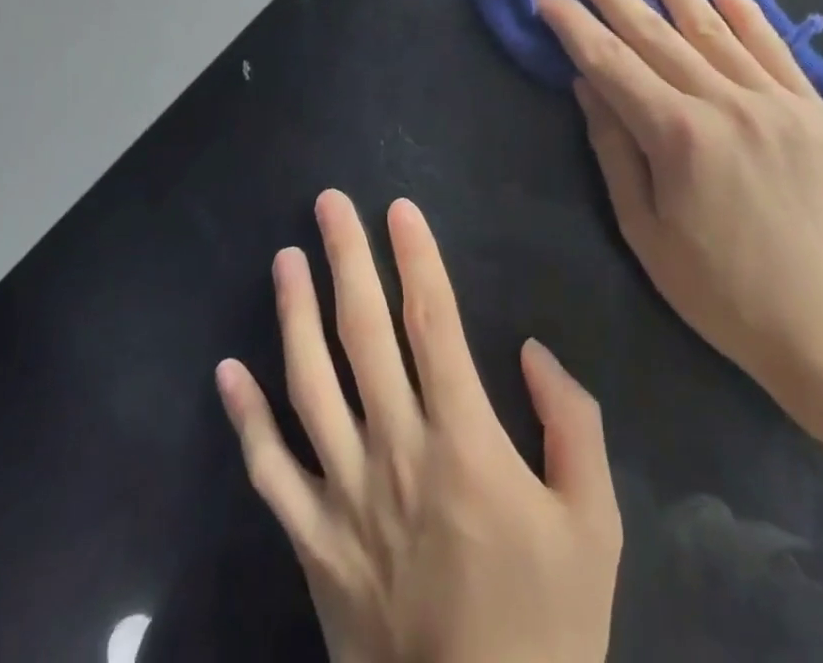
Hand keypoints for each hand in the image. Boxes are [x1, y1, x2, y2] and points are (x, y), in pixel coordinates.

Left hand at [216, 191, 621, 662]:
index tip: (398, 209)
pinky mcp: (312, 543)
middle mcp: (395, 451)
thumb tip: (532, 351)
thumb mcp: (595, 525)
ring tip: (285, 257)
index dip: (416, 258)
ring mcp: (344, 496)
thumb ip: (572, 425)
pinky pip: (268, 472)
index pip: (433, 323)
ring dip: (294, 314)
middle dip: (346, 258)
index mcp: (464, 442)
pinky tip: (227, 370)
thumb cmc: (546, 627)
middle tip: (327, 202)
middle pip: (364, 333)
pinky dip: (245, 418)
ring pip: (309, 384)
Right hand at [534, 0, 822, 406]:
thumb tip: (586, 83)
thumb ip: (614, 148)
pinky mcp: (817, 111)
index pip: (610, 62)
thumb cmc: (719, 290)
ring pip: (714, 29)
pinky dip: (747, 16)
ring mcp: (778, 102)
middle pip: (654, 33)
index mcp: (678, 136)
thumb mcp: (645, 230)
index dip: (572, 23)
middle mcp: (727, 104)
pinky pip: (776, 50)